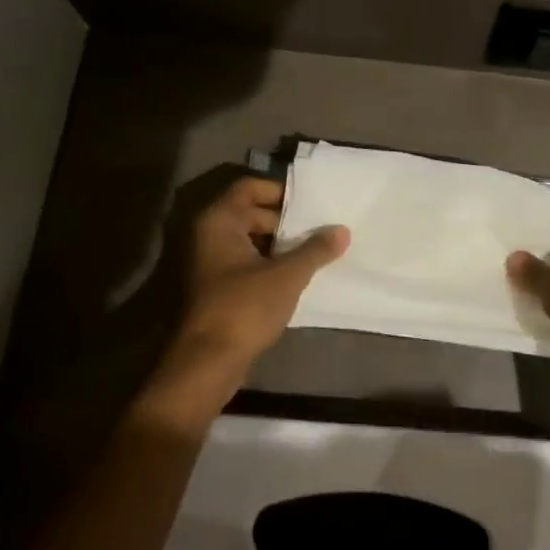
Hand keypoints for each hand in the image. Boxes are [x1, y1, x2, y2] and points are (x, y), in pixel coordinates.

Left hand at [168, 175, 349, 371]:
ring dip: (279, 243)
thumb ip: (315, 250)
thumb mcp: (287, 276)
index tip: (312, 204)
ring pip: (249, 239)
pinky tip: (296, 274)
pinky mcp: (215, 286)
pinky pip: (245, 261)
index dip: (281, 191)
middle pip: (250, 211)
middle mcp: (208, 234)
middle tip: (319, 228)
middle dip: (285, 220)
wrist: (207, 362)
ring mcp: (209, 261)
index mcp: (219, 221)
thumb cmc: (244, 308)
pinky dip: (268, 262)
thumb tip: (342, 230)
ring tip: (315, 250)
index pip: (250, 187)